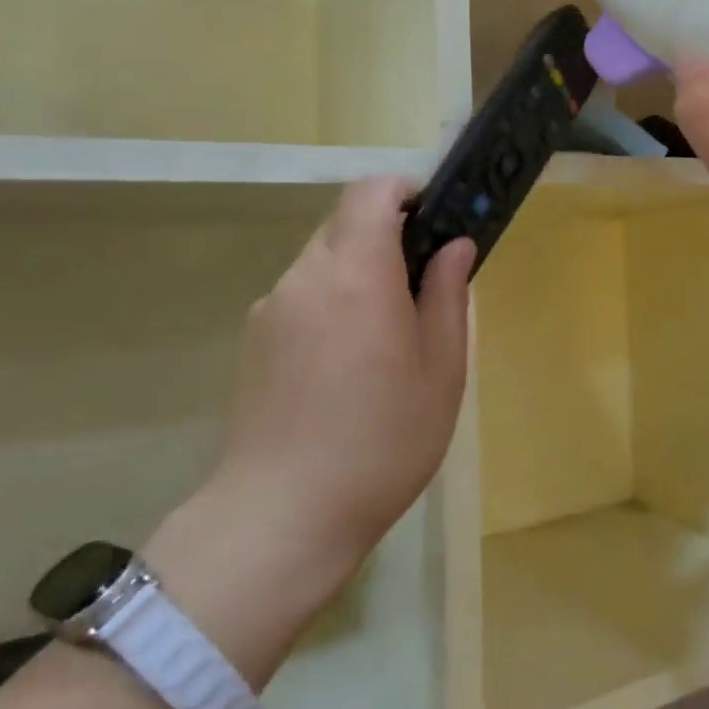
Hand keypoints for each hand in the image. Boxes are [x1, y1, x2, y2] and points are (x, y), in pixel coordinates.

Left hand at [148, 178, 473, 683]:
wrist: (282, 516)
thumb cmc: (382, 441)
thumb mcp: (441, 370)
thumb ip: (448, 295)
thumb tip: (455, 246)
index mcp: (357, 273)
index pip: (371, 191)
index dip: (405, 191)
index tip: (434, 222)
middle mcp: (306, 276)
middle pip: (345, 223)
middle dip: (387, 238)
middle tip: (421, 290)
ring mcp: (272, 307)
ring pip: (322, 260)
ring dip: (358, 274)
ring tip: (383, 339)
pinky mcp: (253, 339)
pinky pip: (301, 296)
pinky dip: (330, 304)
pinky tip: (344, 368)